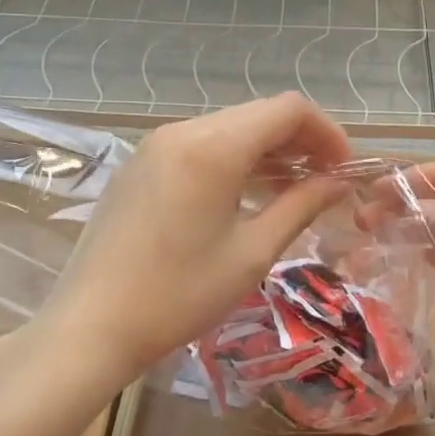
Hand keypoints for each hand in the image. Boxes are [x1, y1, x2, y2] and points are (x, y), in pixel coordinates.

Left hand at [41, 95, 353, 383]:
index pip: (287, 109)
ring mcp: (156, 144)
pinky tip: (243, 194)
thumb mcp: (251, 254)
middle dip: (299, 140)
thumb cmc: (178, 295)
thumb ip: (300, 206)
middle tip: (324, 181)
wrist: (90, 326)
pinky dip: (233, 157)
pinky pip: (200, 143)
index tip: (344, 169)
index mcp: (213, 146)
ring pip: (230, 126)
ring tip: (290, 190)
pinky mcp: (140, 162)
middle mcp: (183, 130)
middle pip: (258, 114)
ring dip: (267, 149)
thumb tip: (338, 182)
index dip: (326, 132)